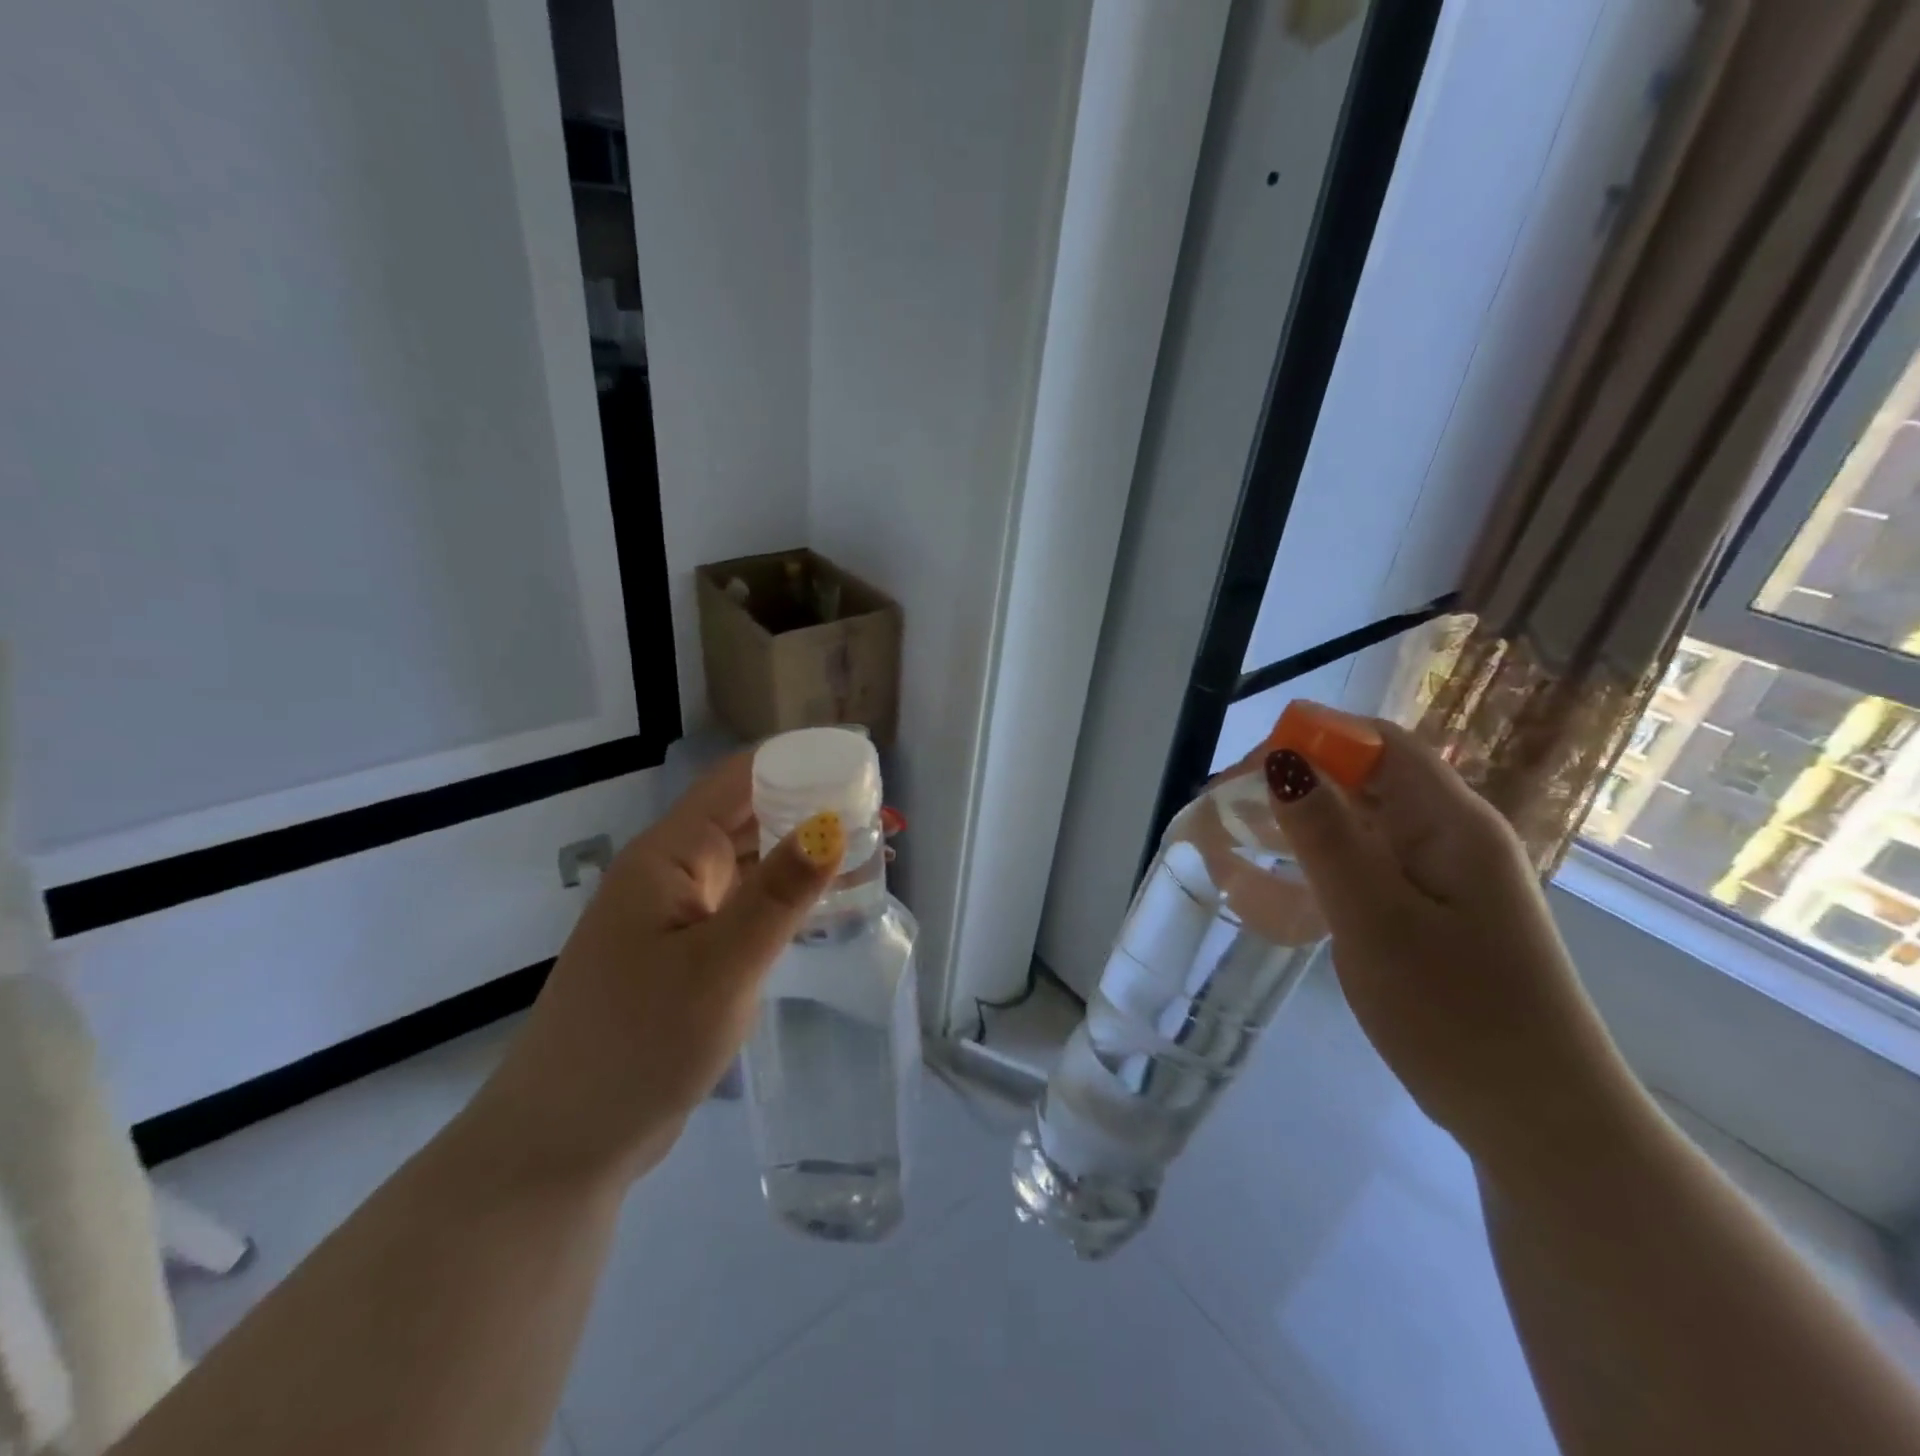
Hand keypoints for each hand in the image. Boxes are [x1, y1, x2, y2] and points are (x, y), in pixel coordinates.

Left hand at [470, 755, 841, 1187]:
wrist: (563, 1145)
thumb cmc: (637, 1044)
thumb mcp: (720, 966)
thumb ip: (780, 893)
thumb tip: (834, 822)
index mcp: (669, 855)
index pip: (739, 779)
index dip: (798, 762)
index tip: (859, 766)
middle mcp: (673, 874)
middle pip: (749, 817)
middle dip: (811, 808)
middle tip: (880, 816)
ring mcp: (678, 916)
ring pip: (751, 865)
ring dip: (803, 855)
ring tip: (869, 854)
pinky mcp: (688, 956)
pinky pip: (746, 908)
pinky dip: (787, 899)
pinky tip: (828, 906)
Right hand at [1262, 716, 1639, 1176]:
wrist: (1540, 1122)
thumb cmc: (1457, 1016)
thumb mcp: (1374, 920)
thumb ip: (1325, 835)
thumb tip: (1281, 759)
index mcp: (1452, 821)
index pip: (1376, 742)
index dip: (1308, 738)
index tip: (1241, 774)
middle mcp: (1455, 834)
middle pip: (1368, 775)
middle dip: (1296, 778)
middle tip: (1225, 811)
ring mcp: (1448, 875)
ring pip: (1365, 819)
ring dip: (1305, 818)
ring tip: (1242, 840)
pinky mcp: (1437, 911)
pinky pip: (1371, 860)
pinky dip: (1324, 857)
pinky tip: (1288, 882)